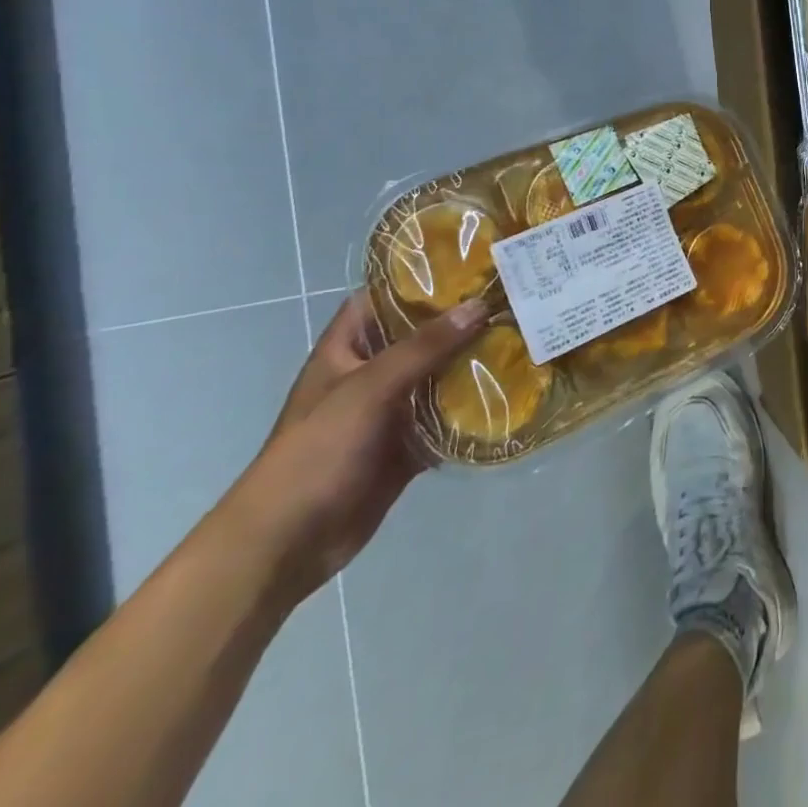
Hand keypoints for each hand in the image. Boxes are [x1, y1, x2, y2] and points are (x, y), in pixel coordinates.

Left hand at [213, 291, 484, 603]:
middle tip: (510, 298)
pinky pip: (445, 420)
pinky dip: (471, 411)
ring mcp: (388, 412)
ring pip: (437, 377)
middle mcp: (369, 375)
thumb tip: (479, 305)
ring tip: (521, 338)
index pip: (380, 298)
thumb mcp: (369, 388)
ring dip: (471, 364)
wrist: (286, 544)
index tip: (467, 264)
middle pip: (419, 336)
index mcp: (346, 351)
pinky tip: (510, 394)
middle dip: (460, 321)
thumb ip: (424, 347)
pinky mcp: (405, 447)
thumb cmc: (317, 451)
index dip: (417, 279)